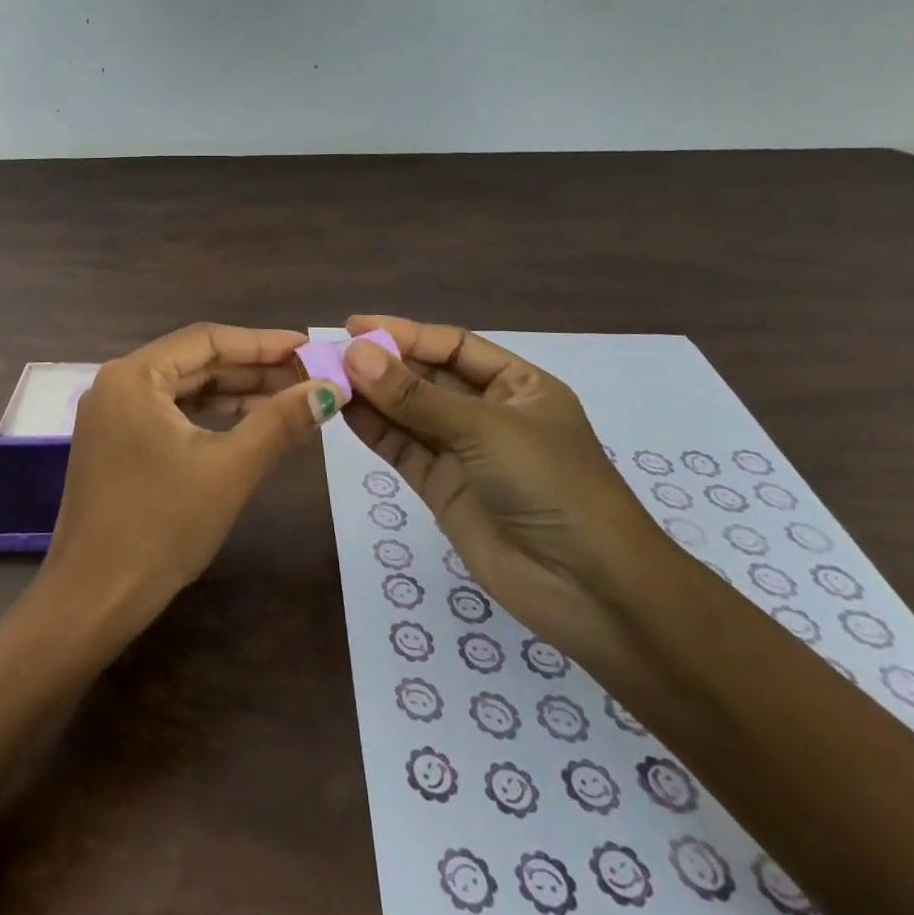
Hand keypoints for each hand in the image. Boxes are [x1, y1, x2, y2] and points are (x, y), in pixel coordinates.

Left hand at [39, 323, 339, 639]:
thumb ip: (280, 422)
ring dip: (235, 393)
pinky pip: (170, 414)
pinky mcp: (116, 442)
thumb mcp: (230, 469)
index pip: (206, 340)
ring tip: (291, 397)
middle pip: (195, 362)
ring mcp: (113, 414)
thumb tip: (331, 389)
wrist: (96, 597)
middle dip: (253, 369)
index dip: (262, 342)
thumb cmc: (162, 526)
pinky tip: (250, 423)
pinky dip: (210, 416)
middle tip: (309, 375)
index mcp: (133, 375)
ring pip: (184, 389)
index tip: (310, 348)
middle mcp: (117, 383)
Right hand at [340, 314, 679, 659]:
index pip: (454, 347)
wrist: (587, 588)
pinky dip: (373, 430)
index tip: (355, 326)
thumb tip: (355, 353)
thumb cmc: (550, 485)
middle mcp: (489, 413)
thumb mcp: (484, 429)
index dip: (406, 333)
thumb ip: (415, 396)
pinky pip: (402, 448)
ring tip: (326, 376)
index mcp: (518, 386)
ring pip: (409, 413)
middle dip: (383, 364)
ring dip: (371, 395)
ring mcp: (463, 452)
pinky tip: (343, 410)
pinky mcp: (442, 487)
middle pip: (427, 378)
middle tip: (331, 352)